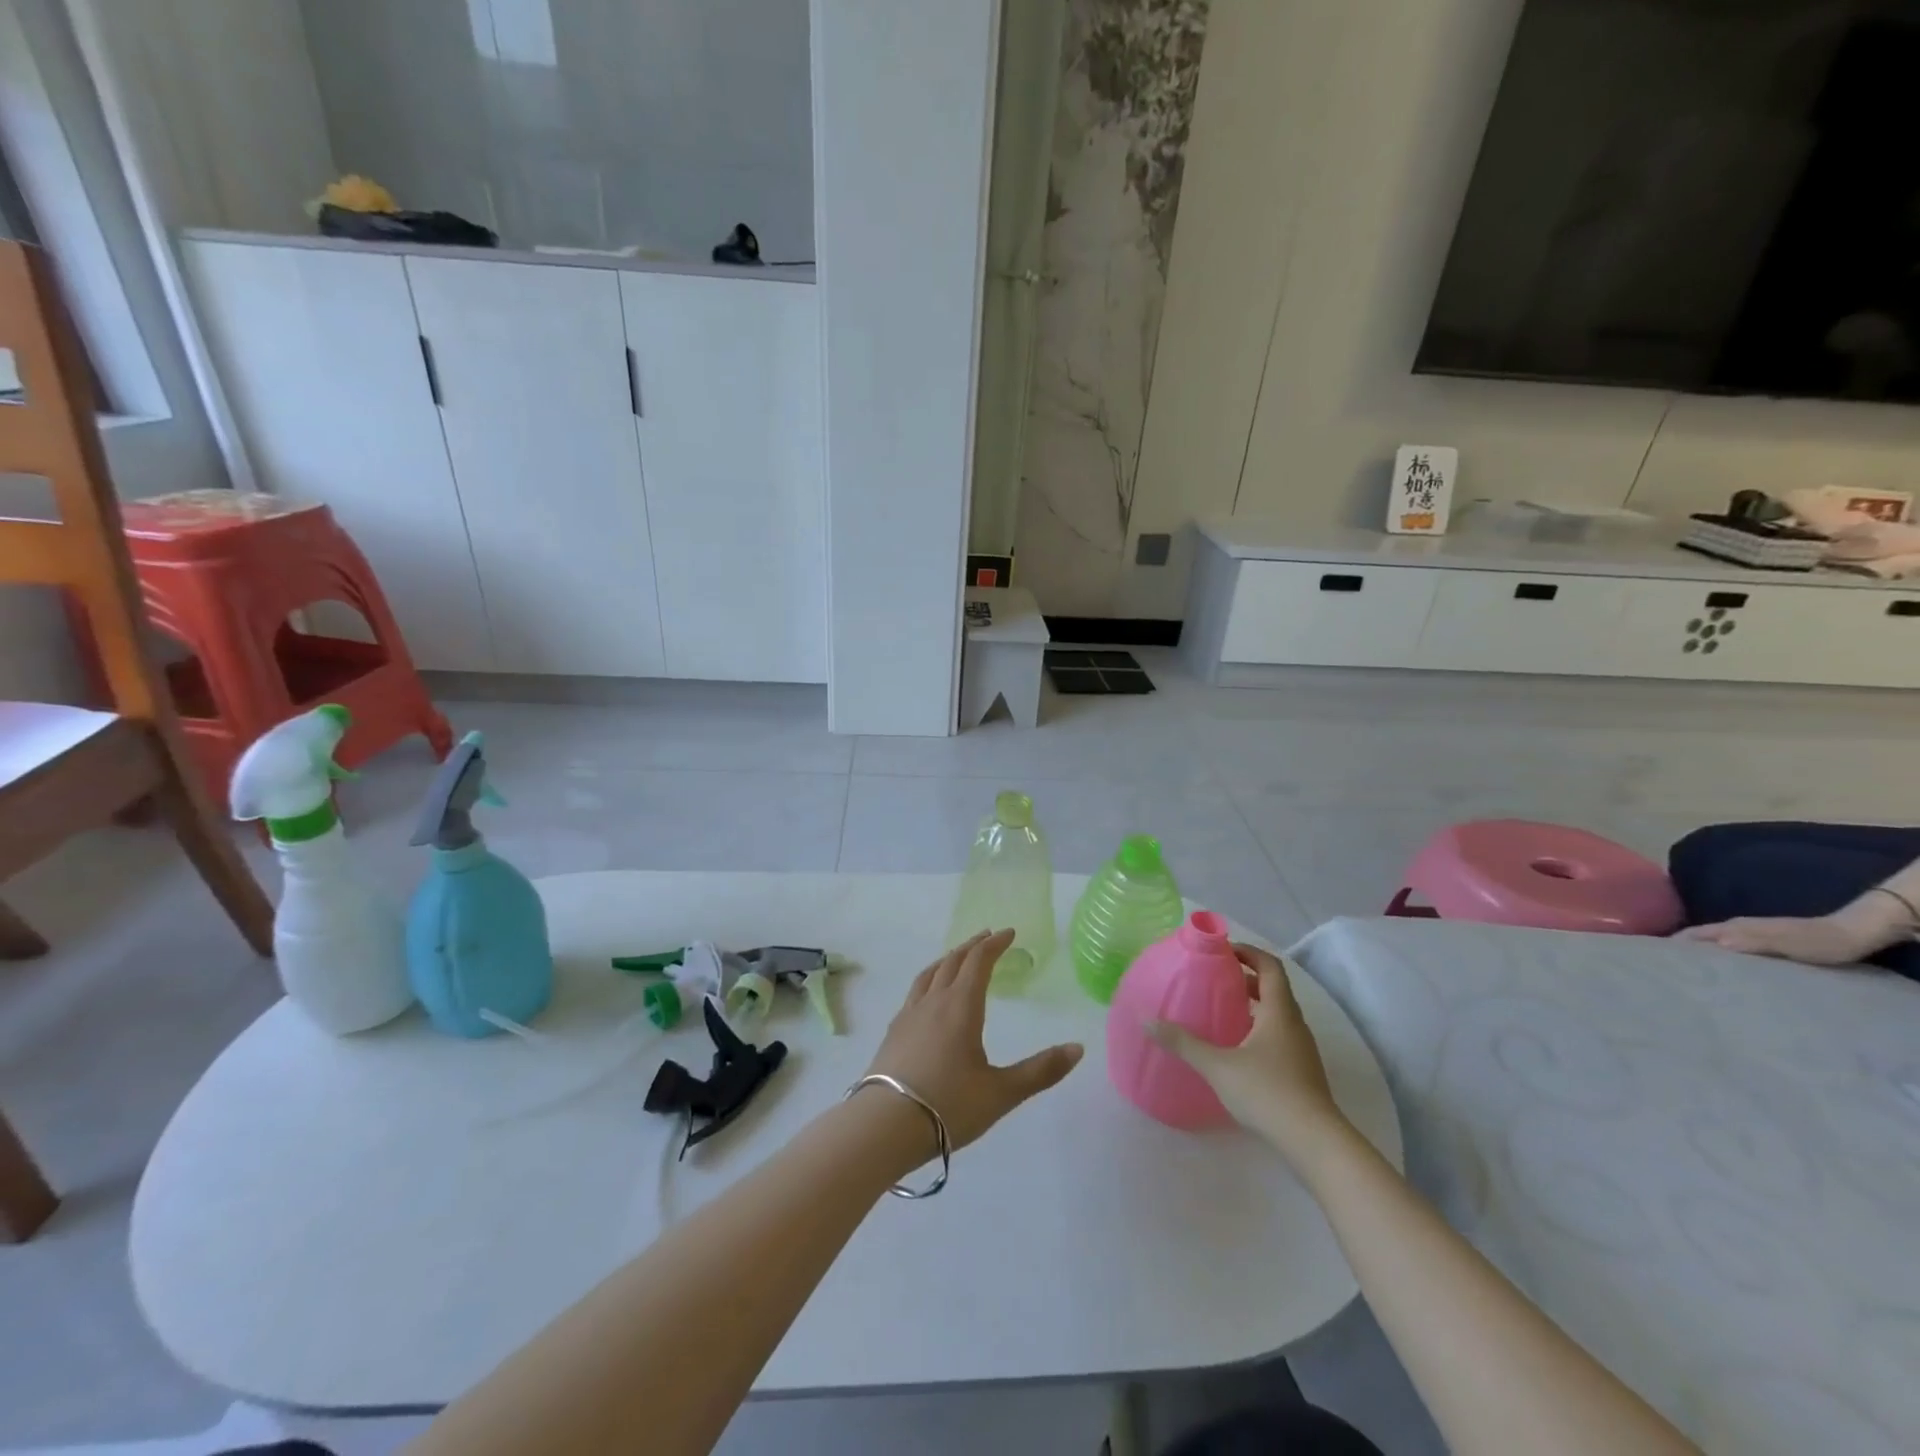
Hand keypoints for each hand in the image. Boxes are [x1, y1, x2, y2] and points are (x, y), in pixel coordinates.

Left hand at [862, 929, 1083, 1150]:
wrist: (884, 1125)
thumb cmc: (948, 1106)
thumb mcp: (1002, 1093)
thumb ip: (1041, 1070)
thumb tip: (1078, 1048)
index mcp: (961, 1006)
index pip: (978, 962)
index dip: (995, 944)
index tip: (1009, 933)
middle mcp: (934, 1001)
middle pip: (952, 961)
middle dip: (973, 946)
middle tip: (988, 938)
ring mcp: (909, 1015)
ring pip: (929, 973)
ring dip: (947, 959)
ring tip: (957, 957)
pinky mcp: (893, 1032)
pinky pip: (915, 991)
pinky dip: (929, 979)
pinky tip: (928, 997)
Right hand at [1148, 943, 1348, 1162]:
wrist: (1315, 1143)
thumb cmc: (1267, 1093)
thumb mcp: (1218, 1066)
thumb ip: (1183, 1043)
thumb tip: (1147, 1021)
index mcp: (1280, 1012)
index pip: (1270, 967)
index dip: (1248, 953)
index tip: (1222, 951)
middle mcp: (1295, 1024)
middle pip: (1274, 989)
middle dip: (1246, 978)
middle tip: (1215, 978)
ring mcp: (1302, 1050)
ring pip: (1278, 1014)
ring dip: (1254, 1004)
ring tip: (1222, 1009)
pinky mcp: (1302, 1072)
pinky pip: (1279, 1036)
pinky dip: (1259, 1028)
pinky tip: (1237, 1048)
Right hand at [1677, 912, 1878, 964]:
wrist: (1852, 935)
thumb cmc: (1816, 942)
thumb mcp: (1783, 943)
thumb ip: (1749, 941)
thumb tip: (1713, 946)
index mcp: (1734, 927)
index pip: (1692, 934)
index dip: (1672, 943)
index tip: (1652, 957)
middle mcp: (1735, 927)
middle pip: (1698, 937)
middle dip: (1679, 949)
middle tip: (1665, 968)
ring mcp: (1749, 934)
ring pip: (1712, 942)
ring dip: (1698, 953)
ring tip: (1688, 971)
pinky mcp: (1762, 943)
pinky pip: (1728, 948)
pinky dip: (1717, 956)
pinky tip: (1720, 968)